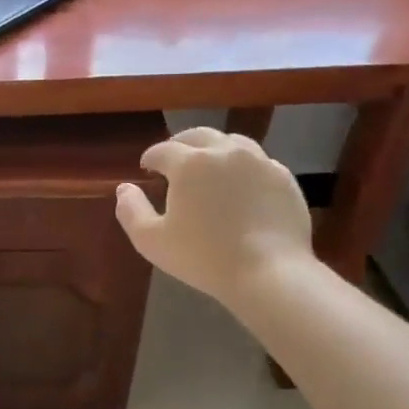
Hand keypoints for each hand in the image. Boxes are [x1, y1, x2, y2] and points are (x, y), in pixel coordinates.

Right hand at [114, 127, 314, 304]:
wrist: (269, 272)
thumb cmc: (203, 257)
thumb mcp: (151, 240)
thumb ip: (131, 210)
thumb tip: (124, 188)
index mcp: (189, 163)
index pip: (162, 150)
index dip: (150, 158)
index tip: (146, 169)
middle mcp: (225, 152)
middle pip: (198, 136)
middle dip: (181, 145)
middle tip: (173, 161)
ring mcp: (260, 162)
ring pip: (232, 143)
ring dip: (214, 150)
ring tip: (208, 168)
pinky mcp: (284, 178)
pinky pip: (259, 162)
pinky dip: (243, 167)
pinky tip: (240, 187)